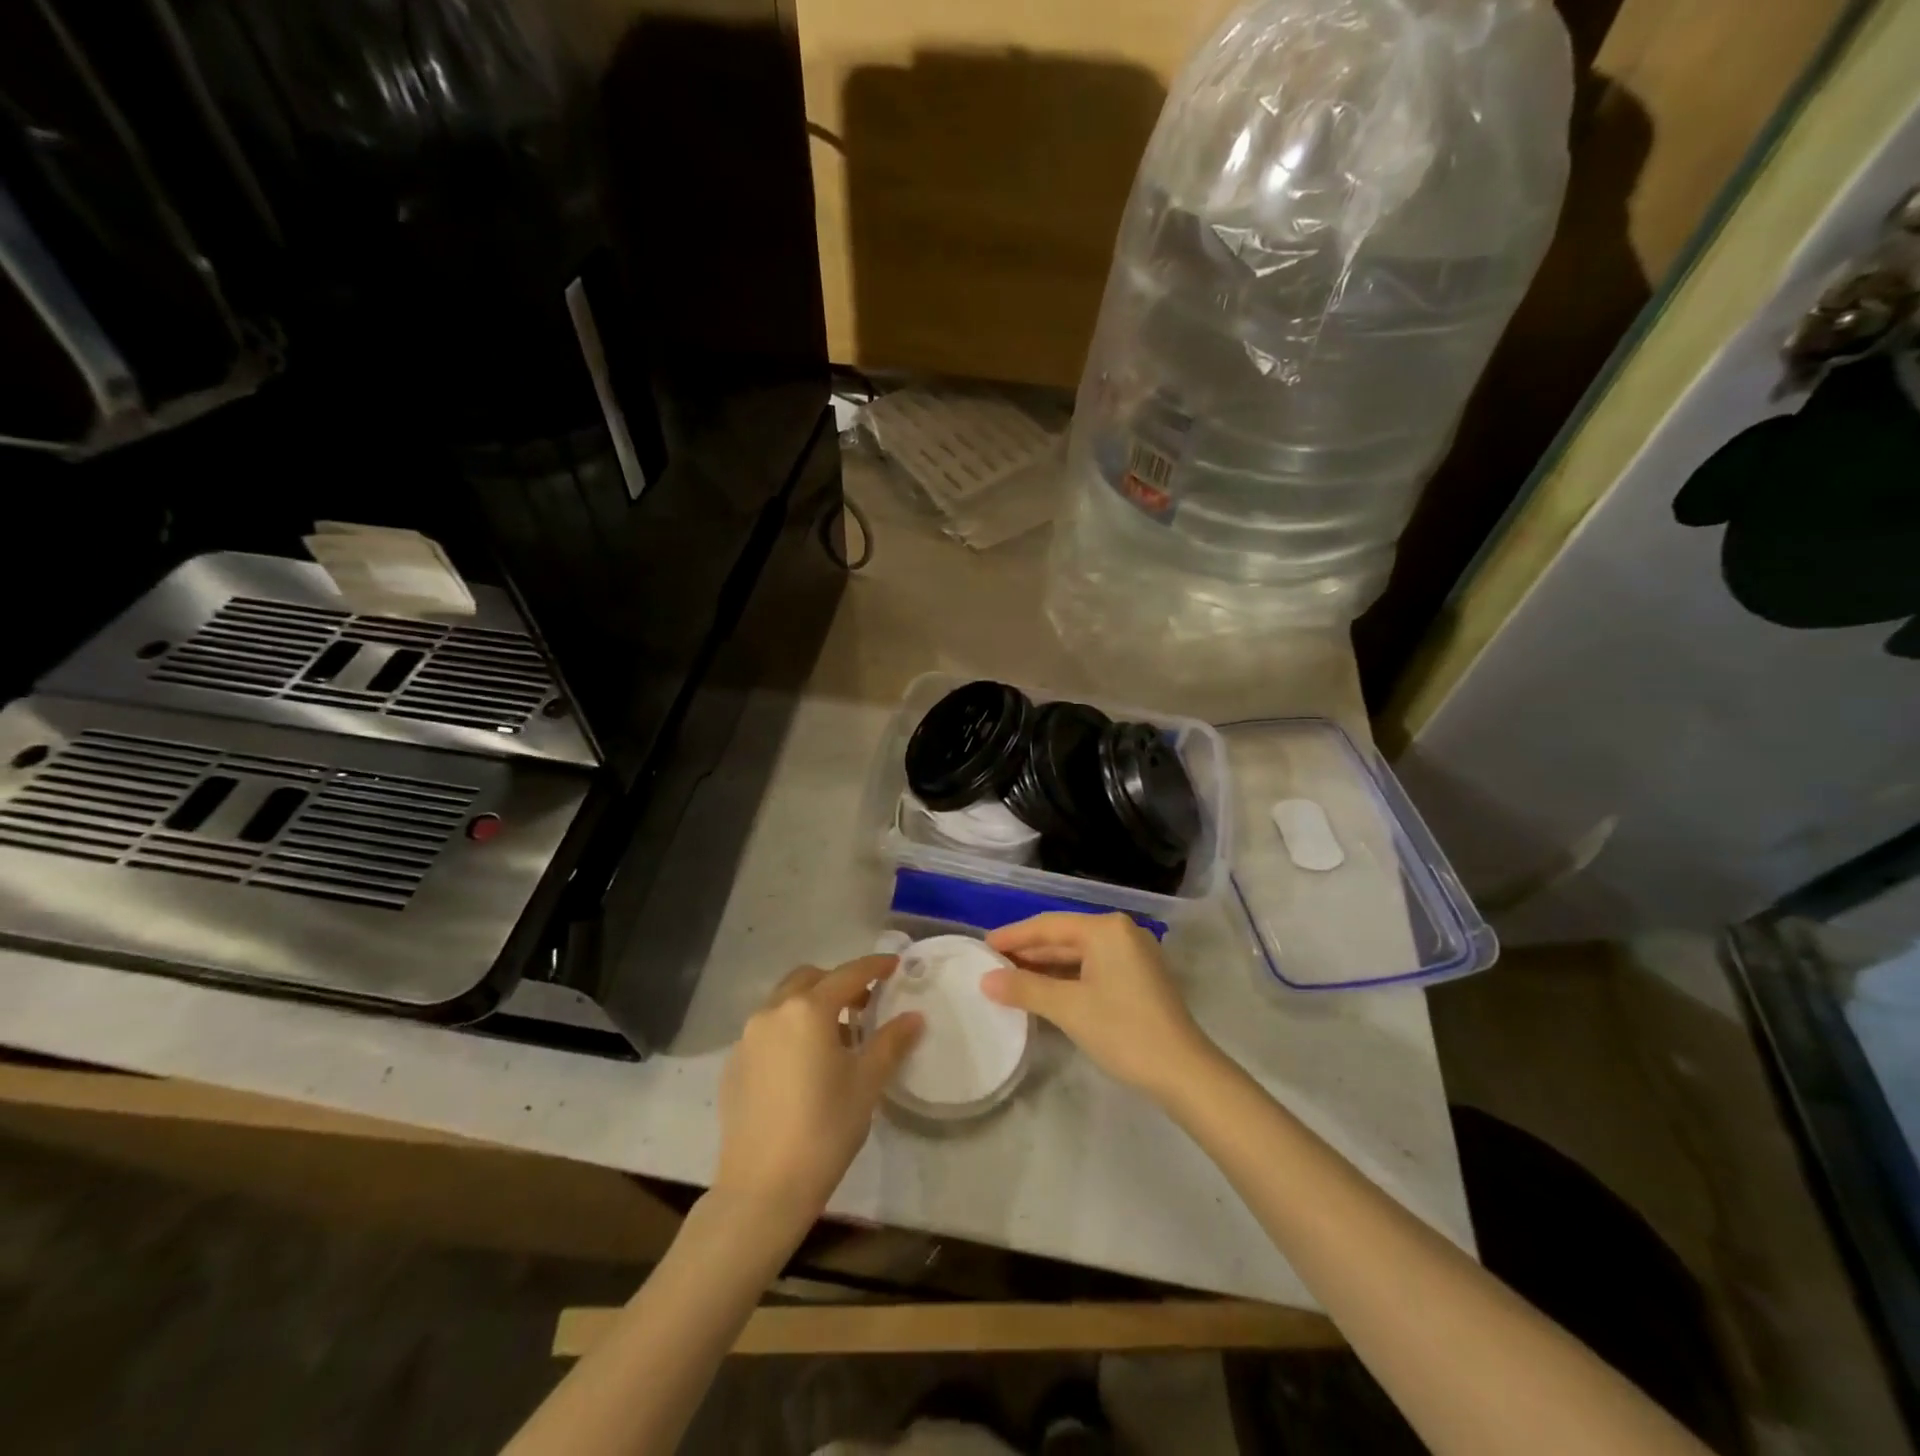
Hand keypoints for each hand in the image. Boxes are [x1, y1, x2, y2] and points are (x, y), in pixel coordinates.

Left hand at [714, 955, 922, 1227]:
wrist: (762, 1189)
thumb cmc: (824, 1130)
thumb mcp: (866, 1083)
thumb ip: (890, 1042)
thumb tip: (913, 1017)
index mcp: (808, 1010)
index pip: (848, 974)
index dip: (874, 967)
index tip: (894, 965)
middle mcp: (773, 1012)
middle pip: (810, 979)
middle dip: (839, 983)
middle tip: (865, 1005)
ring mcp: (747, 1038)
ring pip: (785, 1002)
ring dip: (812, 1005)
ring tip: (836, 1037)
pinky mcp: (734, 1065)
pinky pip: (767, 1030)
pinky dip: (790, 1029)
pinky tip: (804, 1065)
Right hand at [982, 912, 1215, 1099]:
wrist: (1183, 1072)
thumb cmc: (1123, 1031)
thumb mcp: (1068, 1008)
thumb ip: (1025, 989)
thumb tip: (985, 981)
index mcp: (1106, 929)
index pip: (1049, 925)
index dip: (1013, 936)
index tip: (983, 945)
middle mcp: (1121, 932)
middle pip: (1064, 937)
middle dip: (1028, 951)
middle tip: (991, 964)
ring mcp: (1133, 955)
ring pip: (1078, 954)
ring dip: (1045, 966)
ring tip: (1010, 977)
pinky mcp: (1138, 977)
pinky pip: (1092, 967)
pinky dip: (1067, 977)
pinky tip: (1044, 990)